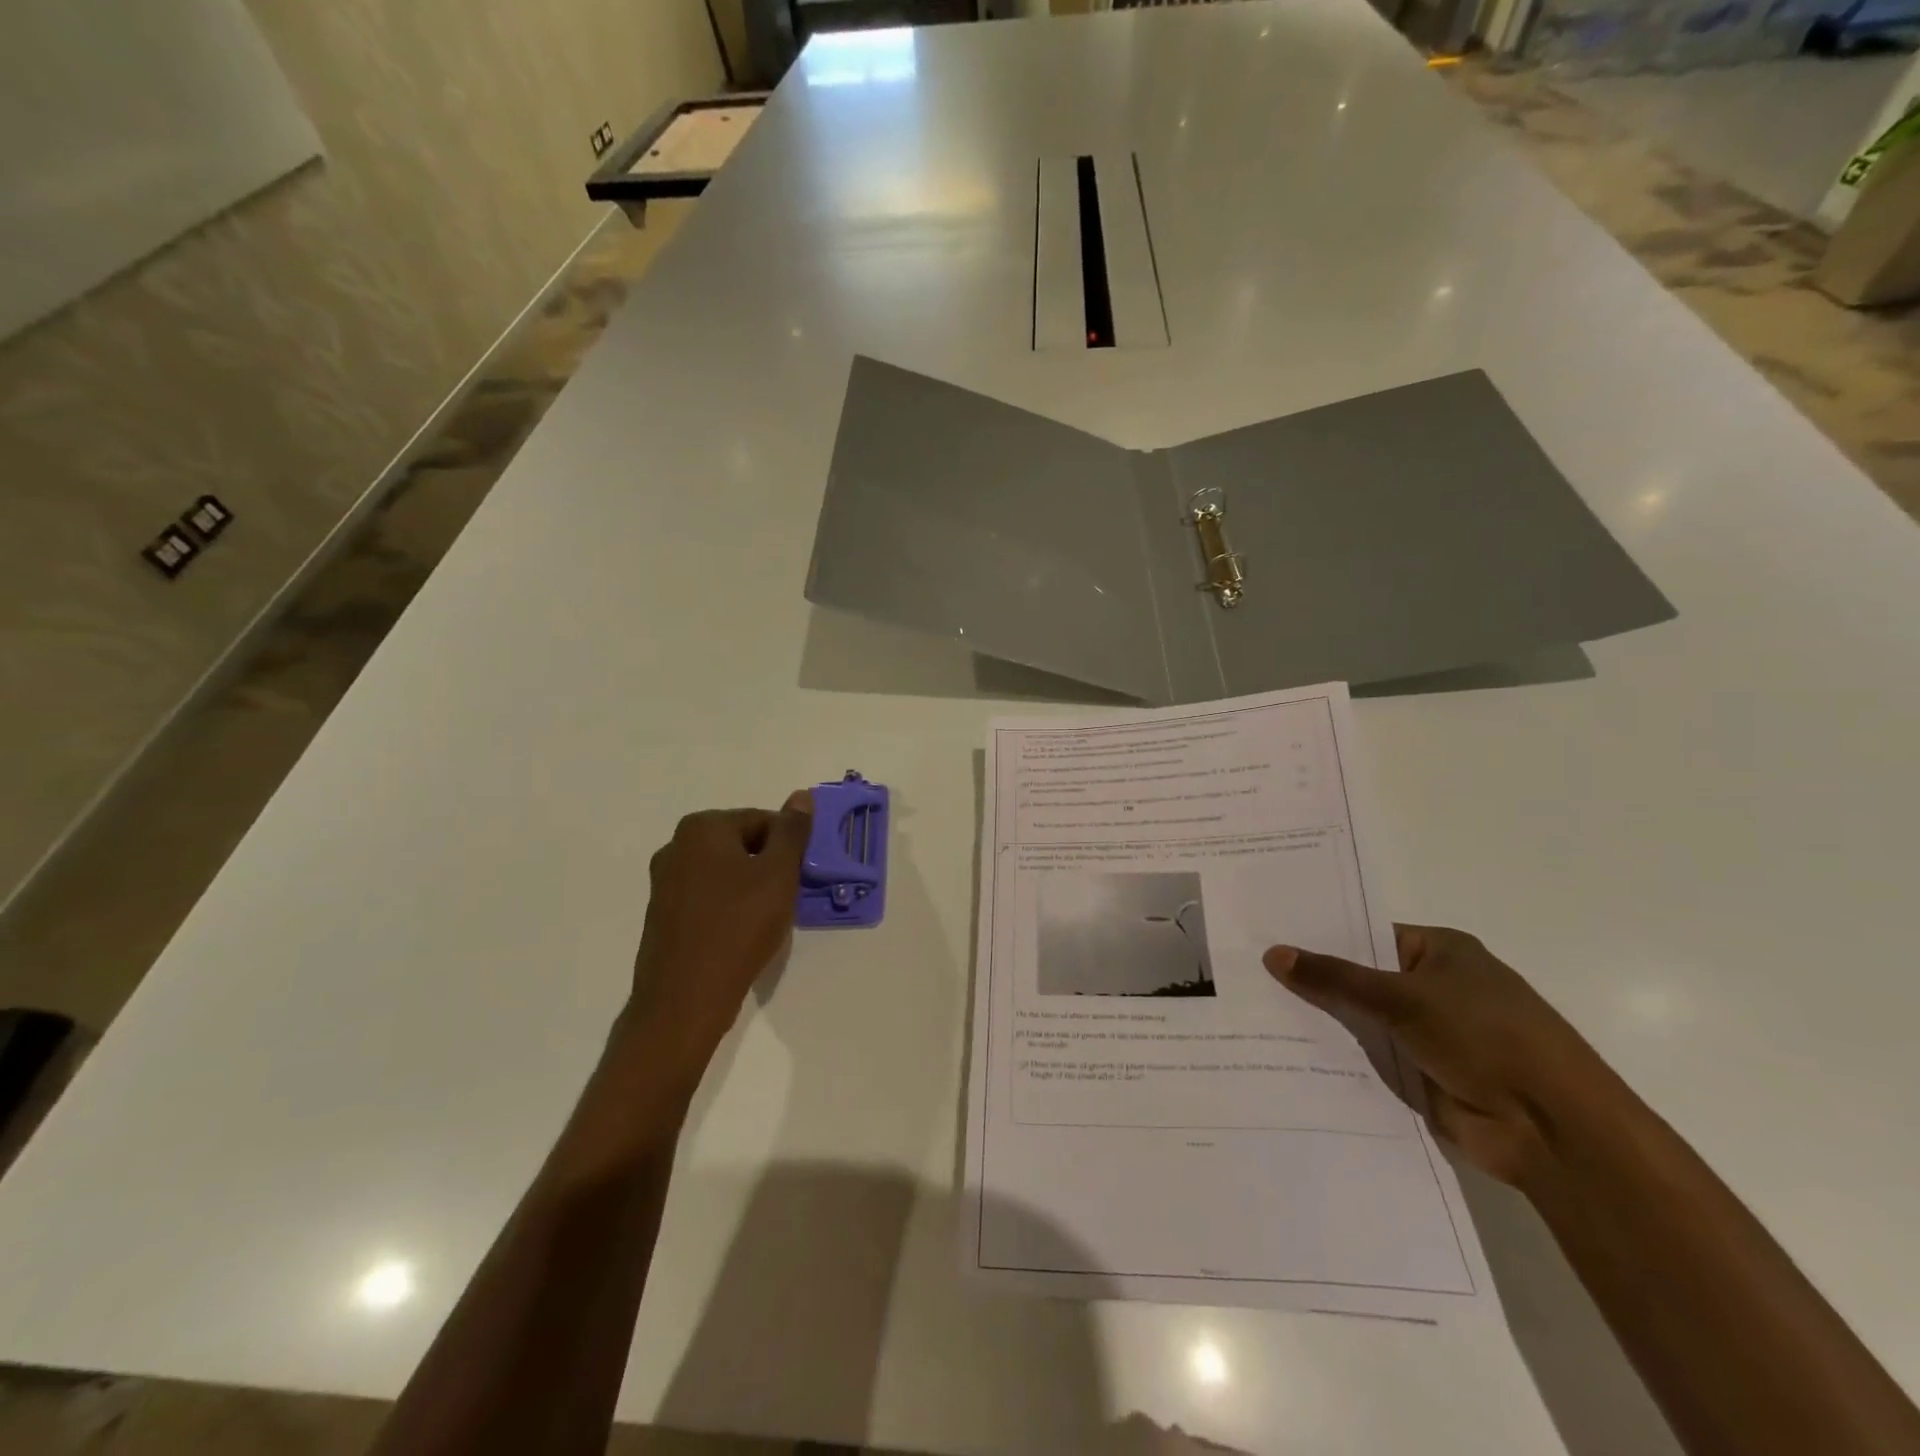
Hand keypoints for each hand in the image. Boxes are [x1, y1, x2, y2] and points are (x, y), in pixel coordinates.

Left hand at [621, 793, 812, 1085]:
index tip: (802, 875)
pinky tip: (743, 934)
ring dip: (752, 888)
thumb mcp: (778, 874)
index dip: (789, 846)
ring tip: (769, 919)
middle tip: (789, 897)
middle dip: (770, 866)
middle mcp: (676, 847)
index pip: (762, 820)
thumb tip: (801, 796)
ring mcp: (665, 883)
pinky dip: (730, 908)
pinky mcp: (663, 915)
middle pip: (742, 844)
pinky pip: (708, 898)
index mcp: (702, 828)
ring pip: (725, 873)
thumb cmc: (738, 927)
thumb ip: (792, 832)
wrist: (684, 1000)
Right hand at [1263, 926, 1613, 1186]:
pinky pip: (1371, 1059)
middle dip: (1314, 981)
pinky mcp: (1424, 1075)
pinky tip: (1286, 1053)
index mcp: (1442, 951)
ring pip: (1363, 1021)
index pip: (1368, 935)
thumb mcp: (1402, 997)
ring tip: (1255, 1012)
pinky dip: (1339, 1058)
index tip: (1268, 936)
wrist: (1553, 1129)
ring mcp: (1431, 1034)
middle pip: (1362, 978)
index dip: (1320, 936)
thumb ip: (1335, 977)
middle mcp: (1436, 987)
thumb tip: (1272, 954)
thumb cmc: (1486, 1037)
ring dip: (1324, 1022)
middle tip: (1249, 972)